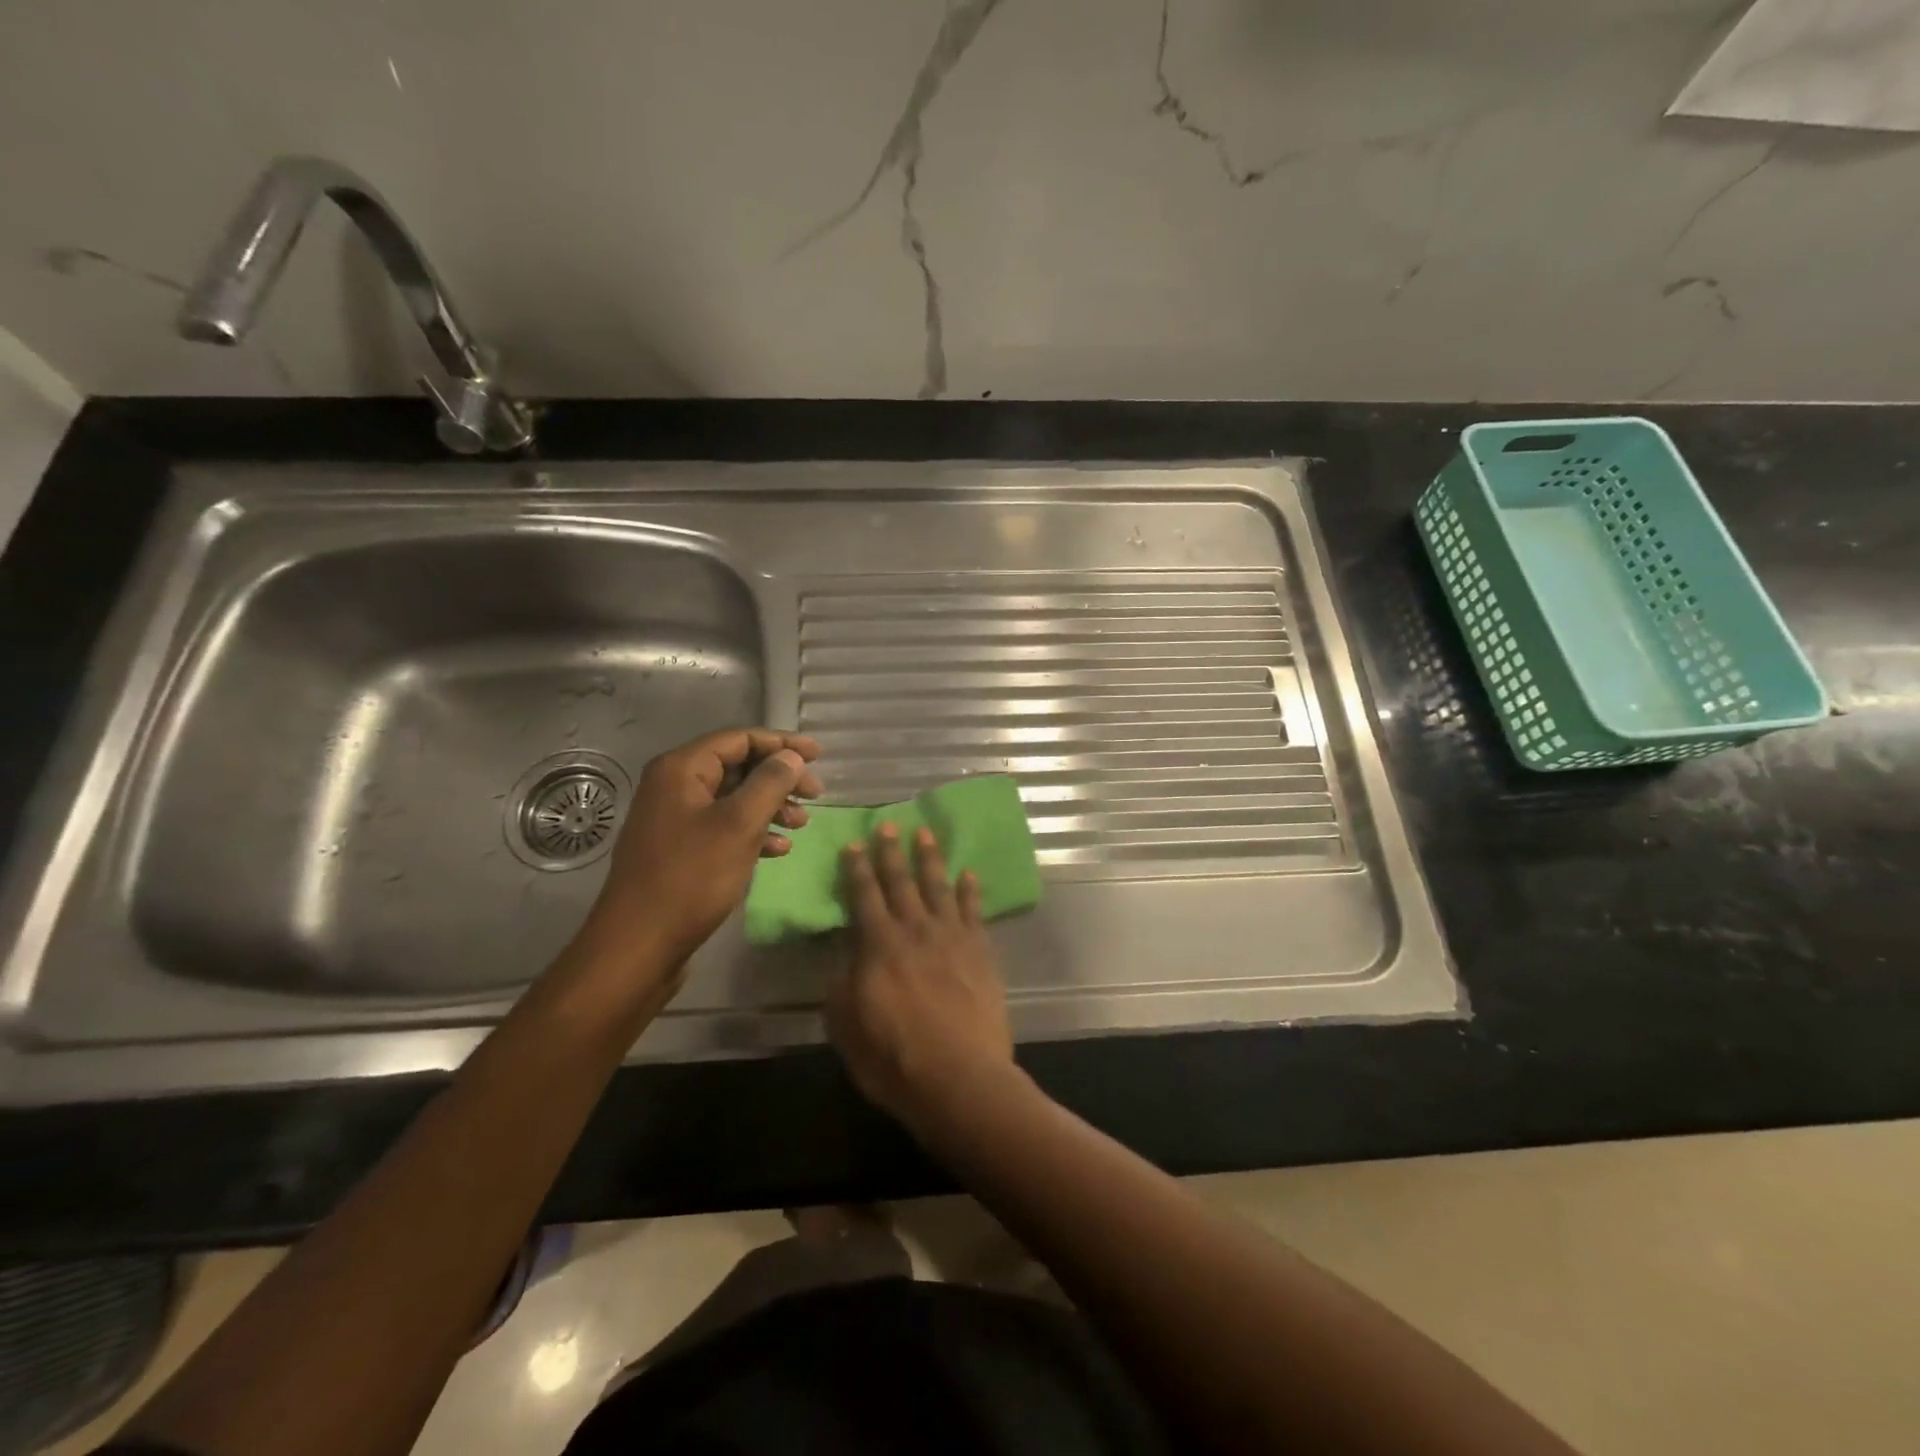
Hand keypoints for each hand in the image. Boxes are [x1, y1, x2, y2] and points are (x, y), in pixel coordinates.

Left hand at [579, 728, 821, 974]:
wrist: (639, 945)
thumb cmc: (691, 877)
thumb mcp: (739, 825)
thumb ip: (770, 783)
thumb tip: (791, 757)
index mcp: (682, 769)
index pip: (740, 739)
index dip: (782, 743)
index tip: (819, 756)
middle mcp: (674, 786)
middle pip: (737, 767)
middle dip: (779, 778)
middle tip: (816, 795)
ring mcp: (674, 819)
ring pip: (733, 799)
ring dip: (770, 806)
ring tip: (801, 824)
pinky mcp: (679, 850)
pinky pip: (723, 827)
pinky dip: (752, 832)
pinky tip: (778, 850)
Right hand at [826, 823, 1014, 1128]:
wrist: (960, 1078)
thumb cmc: (893, 1058)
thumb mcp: (846, 1026)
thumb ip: (841, 987)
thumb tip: (842, 961)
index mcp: (879, 946)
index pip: (864, 896)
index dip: (857, 869)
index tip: (854, 844)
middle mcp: (915, 931)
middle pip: (901, 882)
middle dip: (892, 852)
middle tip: (888, 824)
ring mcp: (952, 938)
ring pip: (938, 887)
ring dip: (930, 860)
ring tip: (926, 834)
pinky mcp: (981, 952)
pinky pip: (974, 912)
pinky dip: (970, 891)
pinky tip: (969, 874)